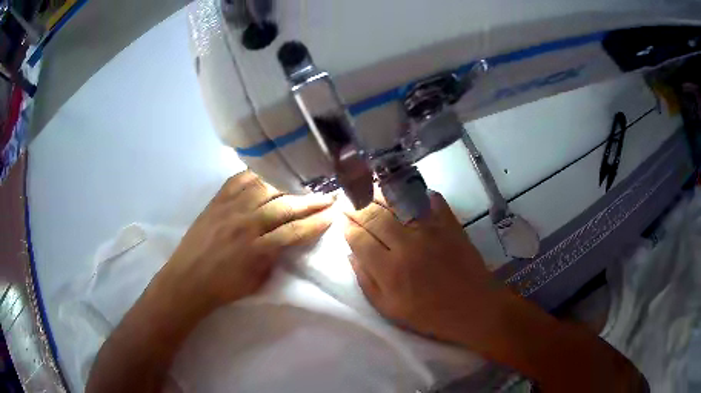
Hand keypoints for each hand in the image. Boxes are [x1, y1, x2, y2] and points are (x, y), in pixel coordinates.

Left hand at [155, 170, 333, 315]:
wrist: (188, 279)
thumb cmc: (224, 287)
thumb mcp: (257, 281)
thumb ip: (275, 258)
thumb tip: (289, 239)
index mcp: (257, 249)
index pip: (295, 231)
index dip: (316, 222)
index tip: (333, 215)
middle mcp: (246, 224)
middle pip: (285, 206)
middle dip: (311, 201)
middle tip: (329, 195)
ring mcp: (229, 208)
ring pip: (265, 188)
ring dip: (288, 185)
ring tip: (304, 182)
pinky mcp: (216, 201)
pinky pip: (239, 180)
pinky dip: (256, 174)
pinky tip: (269, 173)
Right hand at [344, 192, 509, 348]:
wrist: (473, 308)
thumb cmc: (429, 315)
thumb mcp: (390, 309)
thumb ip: (367, 282)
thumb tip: (352, 254)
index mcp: (389, 270)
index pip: (359, 238)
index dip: (347, 226)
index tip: (341, 218)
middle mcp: (407, 244)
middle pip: (374, 216)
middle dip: (357, 206)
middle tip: (348, 199)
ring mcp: (430, 231)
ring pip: (397, 203)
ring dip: (380, 194)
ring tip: (369, 190)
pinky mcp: (450, 224)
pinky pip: (430, 200)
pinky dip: (417, 192)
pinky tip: (406, 190)